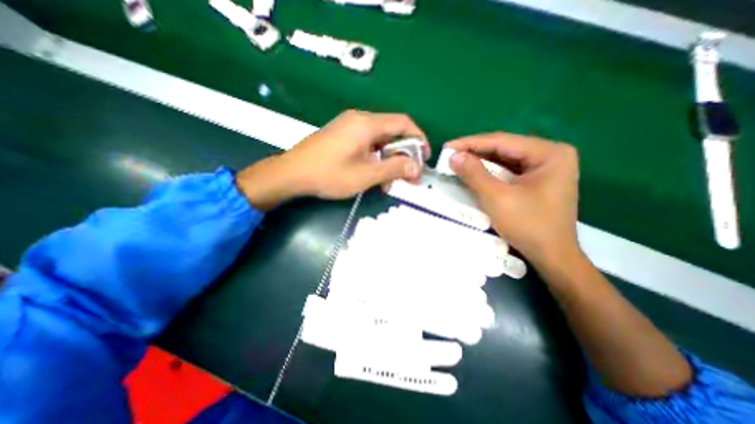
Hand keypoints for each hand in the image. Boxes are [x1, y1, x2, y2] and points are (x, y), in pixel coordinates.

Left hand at [235, 107, 426, 207]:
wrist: (292, 174)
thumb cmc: (329, 174)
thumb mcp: (366, 175)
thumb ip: (394, 169)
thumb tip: (417, 167)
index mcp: (367, 124)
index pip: (404, 123)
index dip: (419, 139)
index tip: (424, 158)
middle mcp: (360, 119)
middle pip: (392, 131)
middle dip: (404, 154)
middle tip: (408, 175)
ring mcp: (349, 126)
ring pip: (380, 140)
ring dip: (389, 159)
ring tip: (389, 180)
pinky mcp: (342, 135)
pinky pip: (367, 143)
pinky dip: (376, 158)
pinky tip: (374, 174)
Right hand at [444, 133, 578, 267]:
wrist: (551, 256)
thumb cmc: (528, 225)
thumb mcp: (497, 197)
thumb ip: (474, 173)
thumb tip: (453, 156)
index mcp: (549, 153)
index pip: (502, 141)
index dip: (471, 143)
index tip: (448, 146)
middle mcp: (550, 154)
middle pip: (504, 148)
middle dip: (475, 152)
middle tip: (450, 154)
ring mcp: (545, 167)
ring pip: (505, 159)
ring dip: (480, 161)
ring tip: (458, 162)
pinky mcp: (537, 180)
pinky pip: (508, 170)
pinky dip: (489, 172)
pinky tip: (474, 172)